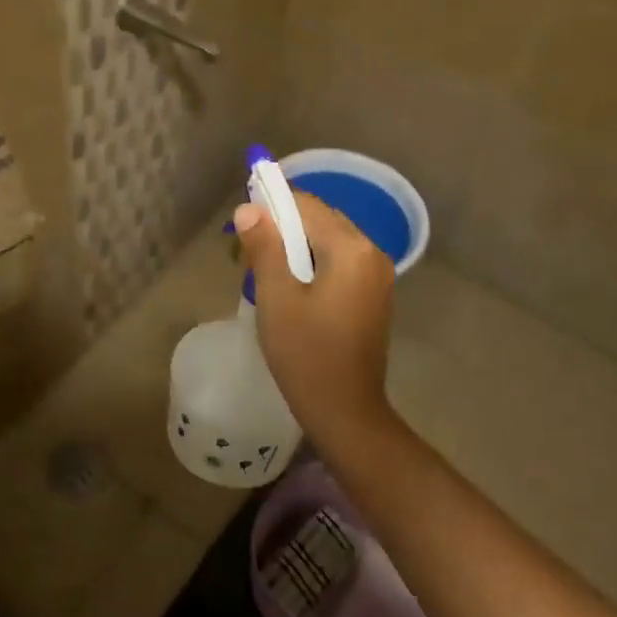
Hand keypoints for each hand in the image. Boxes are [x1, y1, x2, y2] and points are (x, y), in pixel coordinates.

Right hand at [233, 192, 396, 436]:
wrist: (345, 412)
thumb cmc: (306, 354)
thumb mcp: (277, 297)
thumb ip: (264, 247)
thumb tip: (248, 209)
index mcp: (352, 248)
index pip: (307, 205)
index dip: (271, 205)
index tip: (240, 225)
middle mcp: (371, 253)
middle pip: (320, 219)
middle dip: (281, 227)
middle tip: (245, 252)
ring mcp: (376, 275)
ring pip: (327, 241)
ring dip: (293, 246)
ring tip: (260, 269)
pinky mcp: (372, 294)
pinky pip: (338, 262)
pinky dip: (310, 263)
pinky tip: (287, 285)